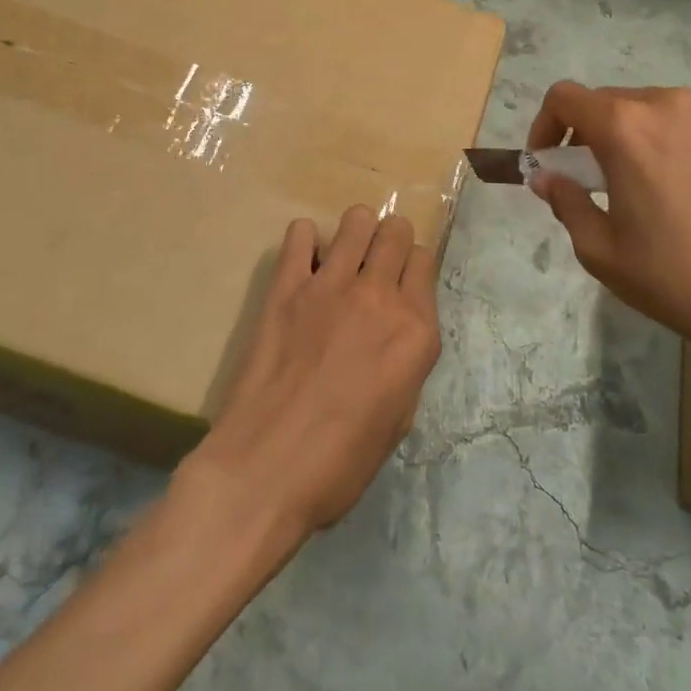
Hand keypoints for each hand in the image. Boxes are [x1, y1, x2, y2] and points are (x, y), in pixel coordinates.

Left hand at [182, 206, 440, 542]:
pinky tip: (303, 268)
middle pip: (395, 231)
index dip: (413, 269)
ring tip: (343, 258)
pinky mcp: (286, 286)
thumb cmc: (341, 462)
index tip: (402, 283)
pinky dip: (306, 241)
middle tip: (375, 264)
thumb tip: (395, 333)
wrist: (267, 469)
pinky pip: (300, 233)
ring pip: (356, 220)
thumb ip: (406, 361)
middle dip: (390, 239)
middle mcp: (379, 297)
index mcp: (416, 332)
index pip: (424, 261)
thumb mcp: (399, 418)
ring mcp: (330, 285)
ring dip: (355, 232)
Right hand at [527, 82, 690, 395]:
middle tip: (594, 180)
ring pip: (658, 111)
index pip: (564, 97)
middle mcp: (671, 105)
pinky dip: (682, 147)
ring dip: (638, 137)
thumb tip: (546, 177)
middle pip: (611, 101)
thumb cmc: (673, 276)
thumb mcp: (599, 249)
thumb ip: (564, 200)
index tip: (549, 161)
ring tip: (649, 186)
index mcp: (625, 126)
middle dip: (591, 133)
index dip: (545, 124)